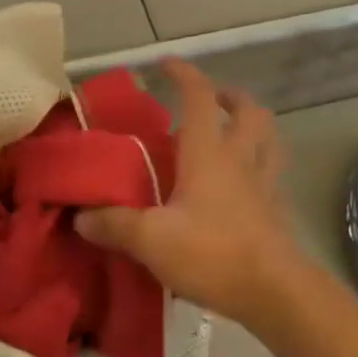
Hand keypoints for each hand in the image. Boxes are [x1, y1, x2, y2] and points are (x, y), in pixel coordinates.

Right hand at [75, 60, 310, 325]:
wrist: (275, 293)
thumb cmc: (212, 253)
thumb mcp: (151, 240)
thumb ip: (114, 225)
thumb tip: (81, 216)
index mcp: (209, 152)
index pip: (200, 97)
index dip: (184, 74)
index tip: (166, 64)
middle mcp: (241, 157)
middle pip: (249, 110)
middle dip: (230, 96)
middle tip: (211, 101)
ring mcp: (265, 182)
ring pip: (269, 137)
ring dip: (253, 124)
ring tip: (232, 132)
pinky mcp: (276, 209)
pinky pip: (272, 172)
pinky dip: (260, 164)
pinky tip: (243, 182)